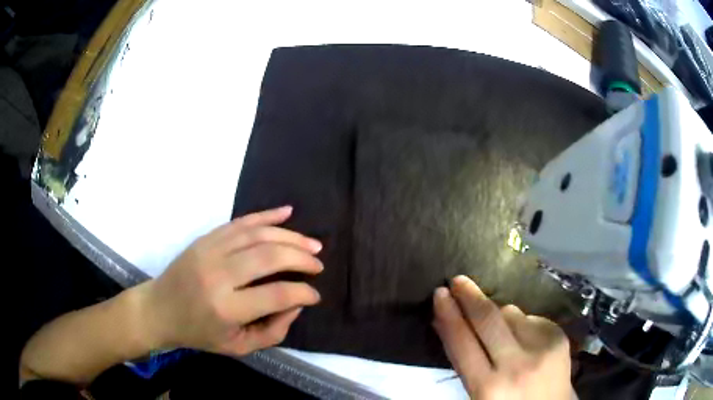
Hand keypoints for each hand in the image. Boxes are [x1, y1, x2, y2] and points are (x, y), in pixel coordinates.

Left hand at [138, 206, 323, 355]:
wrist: (159, 309)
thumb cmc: (199, 333)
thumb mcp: (238, 347)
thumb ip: (273, 331)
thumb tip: (296, 304)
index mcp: (226, 308)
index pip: (276, 295)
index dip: (303, 293)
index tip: (315, 295)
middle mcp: (218, 275)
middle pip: (269, 256)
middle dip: (301, 258)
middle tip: (318, 263)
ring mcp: (209, 251)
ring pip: (258, 234)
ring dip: (290, 236)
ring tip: (312, 243)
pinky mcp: (205, 238)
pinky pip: (240, 222)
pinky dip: (266, 215)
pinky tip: (287, 212)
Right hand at [433, 276, 571, 399]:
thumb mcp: (478, 392)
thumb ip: (463, 361)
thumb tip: (444, 323)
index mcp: (489, 387)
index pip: (462, 343)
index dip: (449, 315)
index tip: (440, 293)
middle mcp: (516, 364)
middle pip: (488, 318)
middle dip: (470, 296)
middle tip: (457, 280)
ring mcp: (542, 347)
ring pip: (511, 312)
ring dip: (498, 314)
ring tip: (498, 328)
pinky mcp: (559, 336)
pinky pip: (530, 317)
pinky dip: (521, 322)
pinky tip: (523, 337)